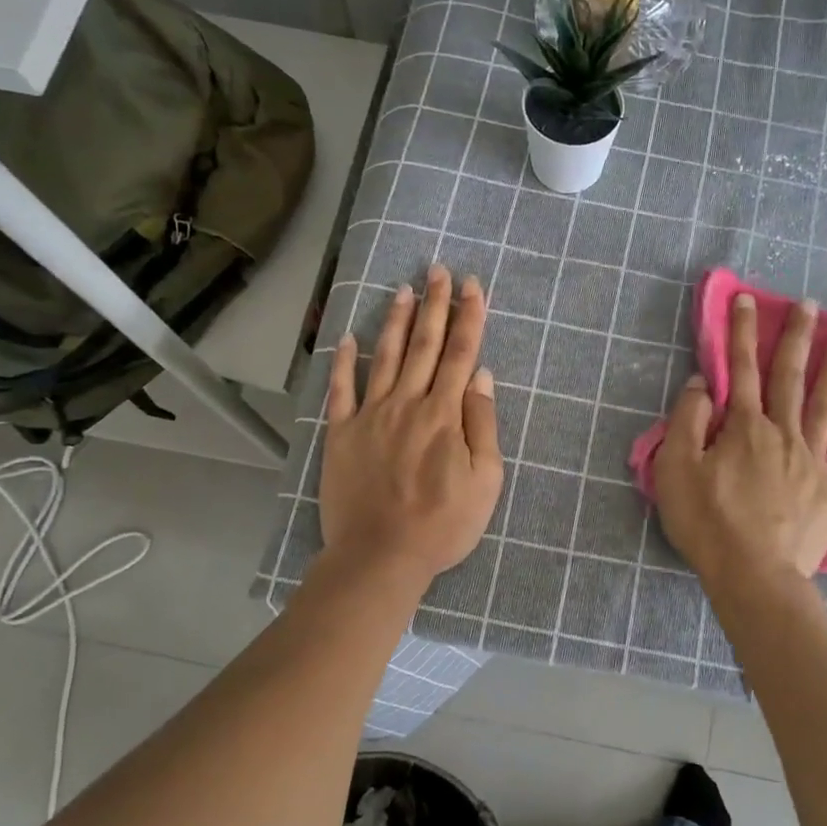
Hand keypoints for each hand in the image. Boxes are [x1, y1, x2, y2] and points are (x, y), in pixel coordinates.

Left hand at [320, 266, 504, 588]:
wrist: (381, 555)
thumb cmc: (442, 524)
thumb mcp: (485, 481)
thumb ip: (483, 424)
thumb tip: (481, 375)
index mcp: (445, 414)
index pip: (461, 354)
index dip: (469, 317)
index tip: (473, 286)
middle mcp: (408, 403)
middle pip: (425, 345)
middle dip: (435, 304)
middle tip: (438, 269)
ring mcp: (370, 415)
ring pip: (386, 357)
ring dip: (396, 321)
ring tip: (403, 289)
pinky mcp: (341, 433)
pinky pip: (341, 390)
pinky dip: (343, 361)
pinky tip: (347, 337)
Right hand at [653, 292, 826, 580]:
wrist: (754, 575)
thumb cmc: (708, 522)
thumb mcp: (677, 469)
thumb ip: (688, 421)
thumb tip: (703, 385)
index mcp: (744, 427)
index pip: (740, 369)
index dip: (741, 332)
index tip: (747, 300)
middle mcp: (783, 433)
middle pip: (789, 377)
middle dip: (795, 337)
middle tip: (809, 303)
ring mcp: (813, 460)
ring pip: (825, 405)